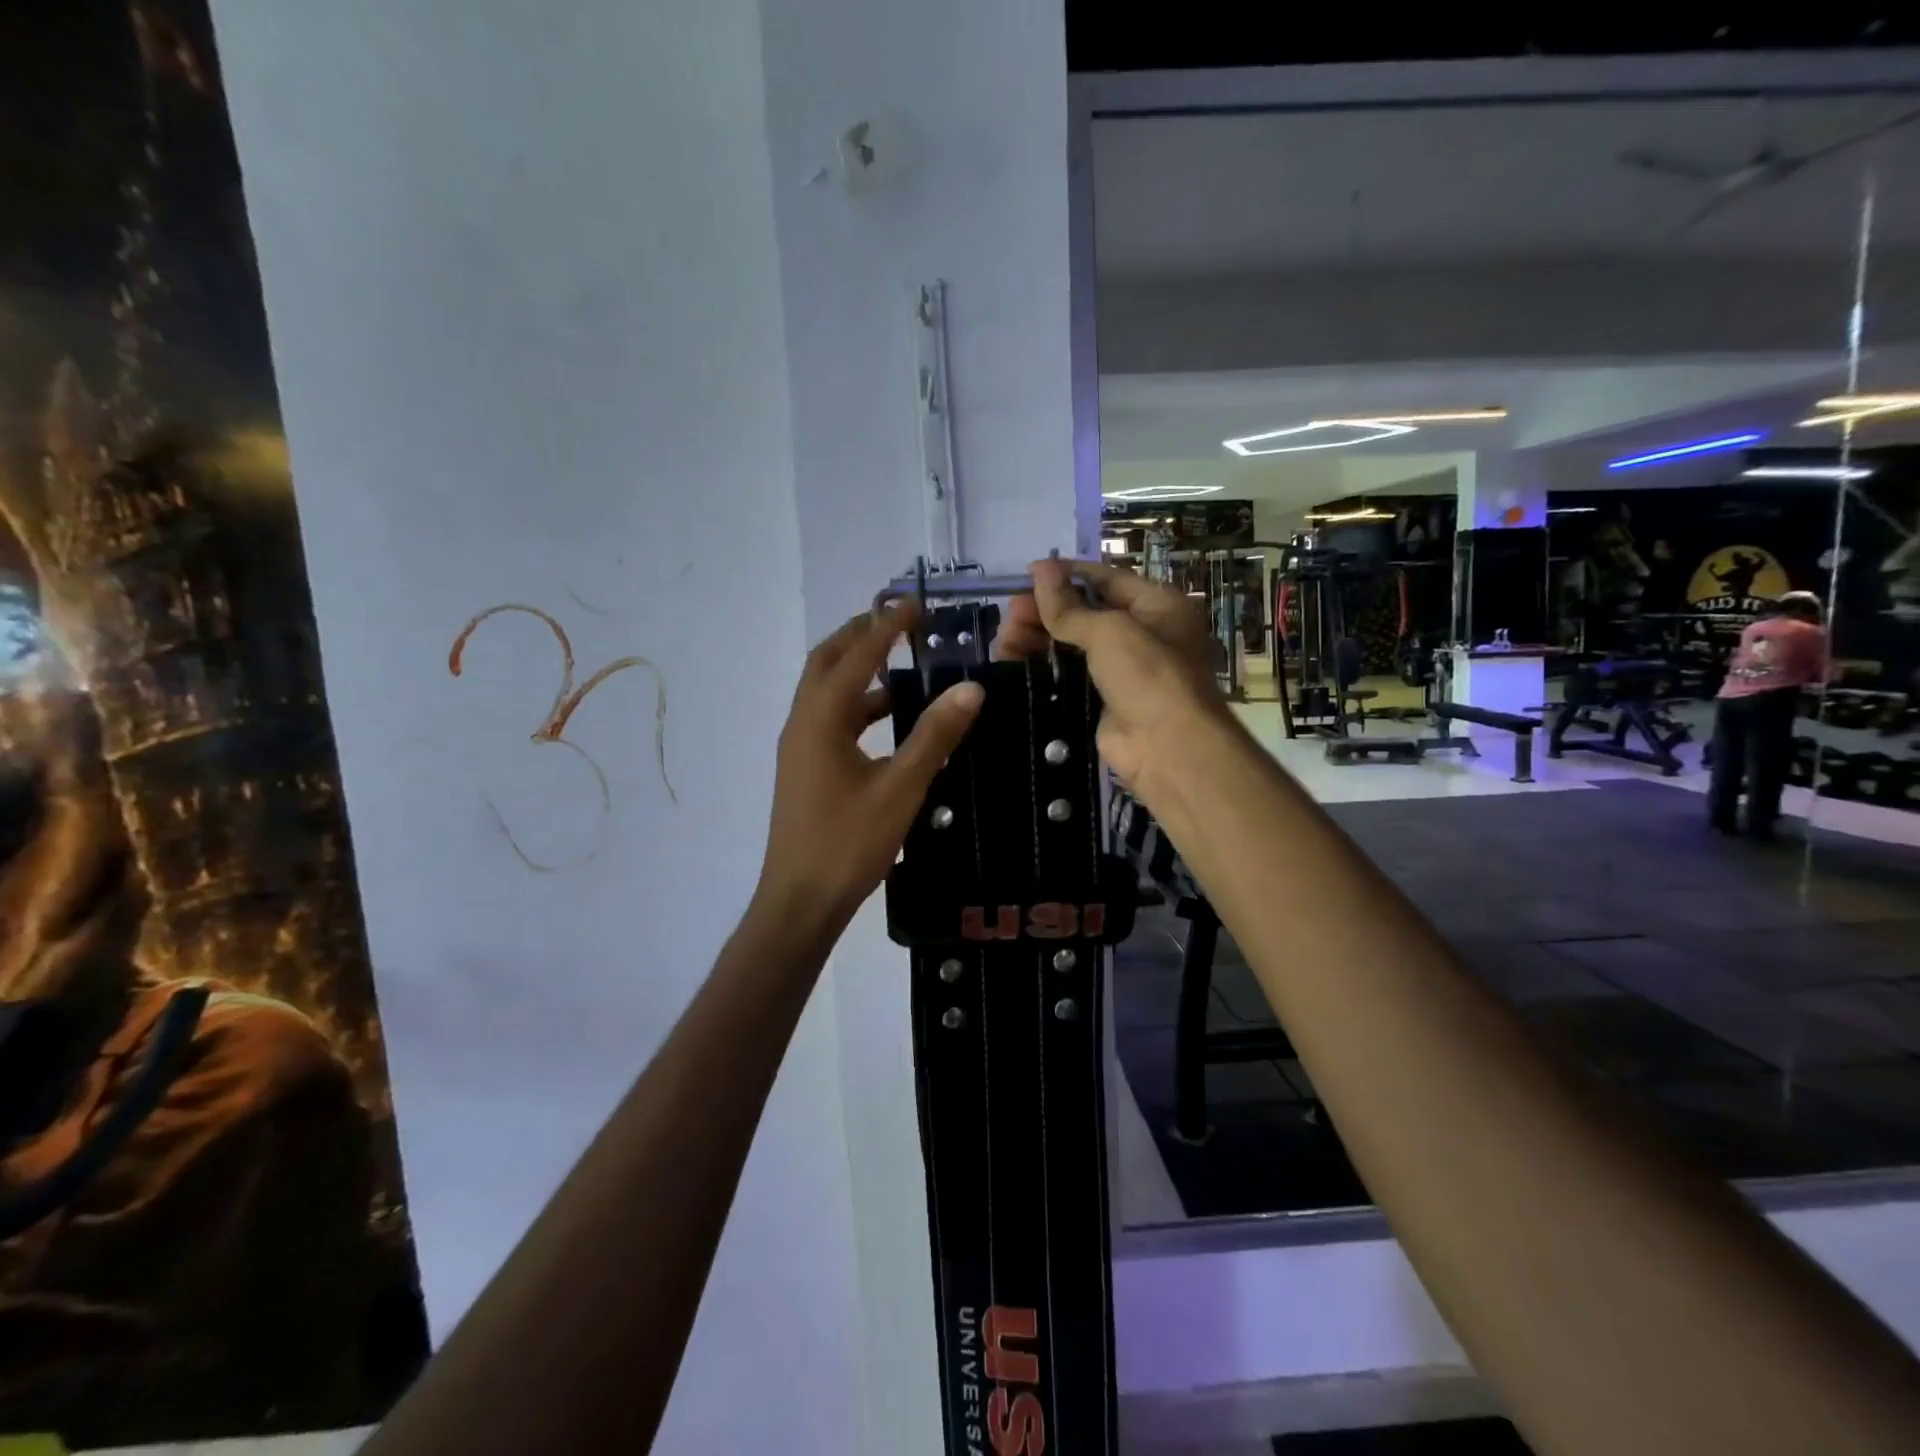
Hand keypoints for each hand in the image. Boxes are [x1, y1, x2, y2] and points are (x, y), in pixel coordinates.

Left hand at [757, 602, 983, 932]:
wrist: (800, 901)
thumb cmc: (848, 843)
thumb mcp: (900, 788)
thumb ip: (934, 736)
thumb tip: (970, 688)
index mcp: (821, 719)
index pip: (857, 656)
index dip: (887, 627)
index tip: (915, 604)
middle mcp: (803, 723)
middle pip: (828, 662)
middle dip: (861, 636)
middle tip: (900, 623)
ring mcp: (800, 747)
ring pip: (827, 692)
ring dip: (859, 672)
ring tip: (902, 666)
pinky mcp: (805, 769)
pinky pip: (831, 720)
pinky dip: (858, 706)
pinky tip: (889, 721)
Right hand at [1000, 558, 1225, 798]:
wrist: (1167, 747)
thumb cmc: (1148, 675)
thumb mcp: (1109, 631)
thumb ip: (1068, 606)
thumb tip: (1039, 569)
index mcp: (1155, 605)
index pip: (1103, 579)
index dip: (1065, 575)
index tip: (1025, 574)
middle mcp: (1140, 633)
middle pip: (1082, 613)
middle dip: (1043, 611)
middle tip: (1009, 614)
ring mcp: (1119, 670)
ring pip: (1069, 645)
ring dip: (1035, 638)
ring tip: (1004, 638)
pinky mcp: (1099, 700)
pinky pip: (1064, 676)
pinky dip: (1039, 667)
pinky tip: (1010, 661)